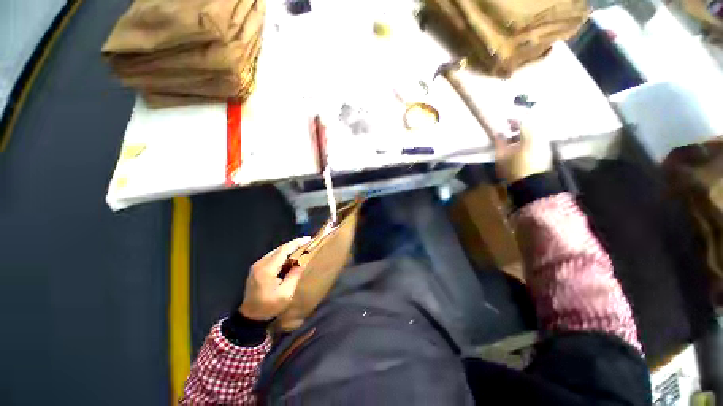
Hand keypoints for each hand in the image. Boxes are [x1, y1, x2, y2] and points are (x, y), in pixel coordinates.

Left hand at [239, 237, 310, 320]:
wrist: (250, 316)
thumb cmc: (269, 306)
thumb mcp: (285, 294)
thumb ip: (294, 276)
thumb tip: (302, 263)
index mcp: (267, 270)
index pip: (283, 250)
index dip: (296, 243)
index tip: (308, 239)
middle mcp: (260, 264)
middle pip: (279, 249)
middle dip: (294, 244)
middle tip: (307, 243)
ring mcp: (257, 265)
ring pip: (275, 251)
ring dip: (288, 249)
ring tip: (301, 248)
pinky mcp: (257, 268)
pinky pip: (272, 256)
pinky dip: (282, 254)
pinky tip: (290, 257)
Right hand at [494, 120, 552, 182]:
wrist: (532, 185)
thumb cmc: (514, 169)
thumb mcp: (502, 156)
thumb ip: (499, 142)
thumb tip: (497, 133)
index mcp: (529, 136)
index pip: (523, 120)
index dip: (513, 119)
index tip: (505, 121)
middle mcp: (540, 137)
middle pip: (531, 125)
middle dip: (520, 125)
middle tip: (509, 129)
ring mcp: (545, 144)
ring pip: (535, 133)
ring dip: (524, 133)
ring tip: (513, 140)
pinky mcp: (547, 152)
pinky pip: (538, 140)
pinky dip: (529, 140)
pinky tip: (520, 148)